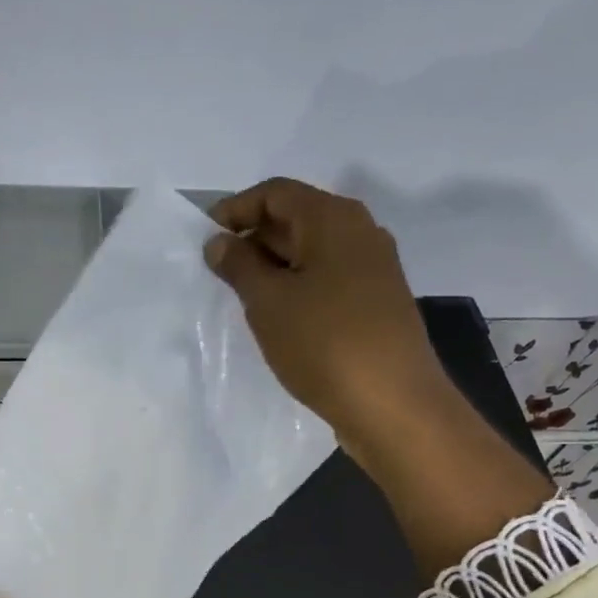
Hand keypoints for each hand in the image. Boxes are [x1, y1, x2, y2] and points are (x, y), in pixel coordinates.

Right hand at [205, 178, 447, 450]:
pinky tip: (278, 317)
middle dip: (253, 238)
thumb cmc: (324, 342)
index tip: (204, 239)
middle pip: (296, 217)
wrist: (392, 404)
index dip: (235, 209)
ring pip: (312, 251)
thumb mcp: (268, 301)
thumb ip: (238, 265)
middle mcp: (360, 232)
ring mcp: (374, 268)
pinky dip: (298, 287)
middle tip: (217, 272)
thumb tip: (219, 241)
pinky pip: (328, 278)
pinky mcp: (377, 301)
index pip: (275, 192)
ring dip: (274, 266)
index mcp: (333, 218)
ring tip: (241, 297)